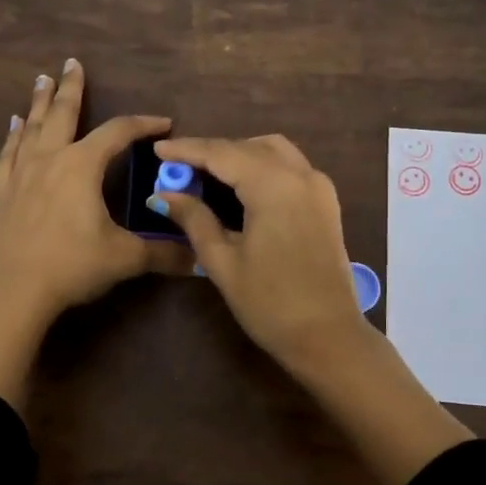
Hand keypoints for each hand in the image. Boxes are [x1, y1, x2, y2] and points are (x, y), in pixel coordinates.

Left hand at [0, 59, 190, 407]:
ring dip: (39, 103)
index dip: (143, 124)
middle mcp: (50, 160)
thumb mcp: (124, 258)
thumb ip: (162, 253)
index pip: (118, 133)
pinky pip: (8, 153)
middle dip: (71, 88)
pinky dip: (13, 135)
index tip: (163, 122)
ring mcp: (21, 174)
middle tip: (72, 63)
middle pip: (63, 114)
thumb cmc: (70, 267)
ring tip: (42, 81)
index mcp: (82, 166)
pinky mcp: (1, 192)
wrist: (11, 291)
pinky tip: (14, 125)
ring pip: (32, 127)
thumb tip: (199, 257)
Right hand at [150, 133, 470, 484]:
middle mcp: (300, 175)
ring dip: (239, 154)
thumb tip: (165, 194)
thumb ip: (194, 219)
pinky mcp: (326, 203)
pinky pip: (290, 167)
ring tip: (207, 173)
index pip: (222, 154)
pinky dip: (262, 166)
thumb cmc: (269, 303)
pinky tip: (241, 186)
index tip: (158, 150)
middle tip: (178, 166)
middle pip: (248, 148)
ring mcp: (318, 187)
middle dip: (212, 152)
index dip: (188, 149)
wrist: (327, 336)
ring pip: (273, 152)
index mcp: (273, 186)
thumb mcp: (223, 261)